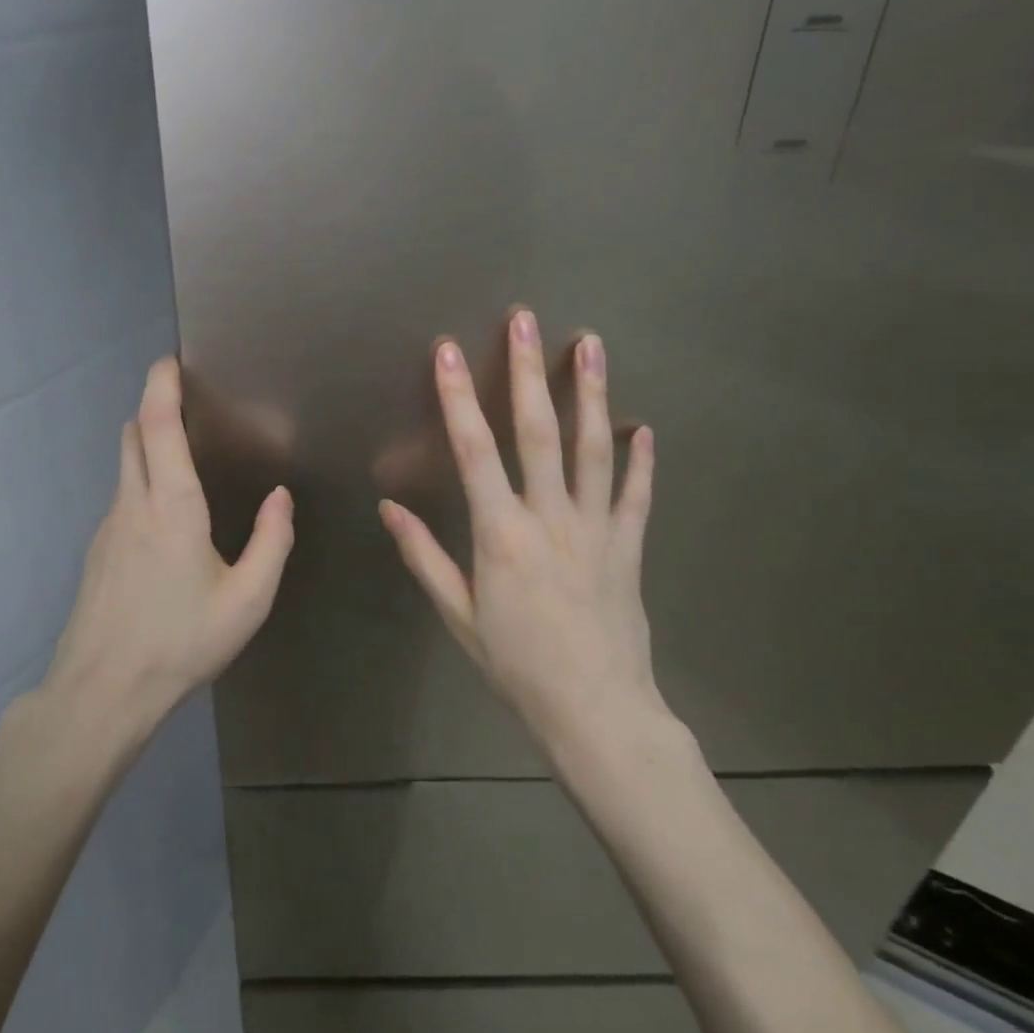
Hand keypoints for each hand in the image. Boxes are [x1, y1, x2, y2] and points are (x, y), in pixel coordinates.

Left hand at [42, 356, 294, 735]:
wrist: (102, 692)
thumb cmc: (181, 642)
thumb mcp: (248, 600)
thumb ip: (271, 542)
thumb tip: (280, 497)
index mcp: (172, 506)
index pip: (156, 425)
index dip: (161, 385)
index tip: (171, 360)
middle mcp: (133, 504)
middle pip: (132, 434)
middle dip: (153, 407)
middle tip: (187, 402)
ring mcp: (108, 527)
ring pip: (124, 466)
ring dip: (148, 444)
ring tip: (186, 456)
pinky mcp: (97, 551)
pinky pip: (122, 497)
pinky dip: (142, 480)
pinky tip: (168, 518)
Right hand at [379, 311, 663, 753]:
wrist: (596, 712)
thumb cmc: (516, 665)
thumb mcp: (458, 615)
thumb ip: (424, 556)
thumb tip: (389, 509)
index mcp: (501, 535)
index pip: (473, 451)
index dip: (458, 398)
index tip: (449, 352)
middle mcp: (550, 518)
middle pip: (537, 432)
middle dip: (528, 372)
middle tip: (525, 320)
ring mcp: (596, 528)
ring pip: (594, 448)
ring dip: (591, 393)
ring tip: (591, 344)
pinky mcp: (629, 545)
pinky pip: (636, 494)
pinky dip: (641, 459)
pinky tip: (644, 427)